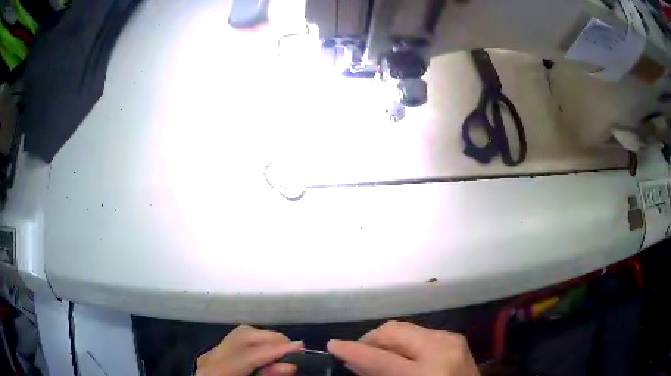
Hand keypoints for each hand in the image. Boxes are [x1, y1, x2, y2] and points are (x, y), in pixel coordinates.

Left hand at [196, 324, 302, 375]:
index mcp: (216, 371)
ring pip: (240, 334)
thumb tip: (290, 365)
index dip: (275, 350)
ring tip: (282, 349)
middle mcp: (210, 357)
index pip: (248, 354)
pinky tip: (266, 352)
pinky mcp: (215, 354)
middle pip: (243, 336)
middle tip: (294, 347)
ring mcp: (211, 353)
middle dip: (271, 339)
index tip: (300, 346)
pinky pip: (237, 340)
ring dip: (264, 339)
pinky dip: (255, 343)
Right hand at [327, 321, 479, 375]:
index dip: (352, 351)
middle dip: (369, 340)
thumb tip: (354, 362)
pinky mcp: (454, 337)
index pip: (380, 358)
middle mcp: (442, 347)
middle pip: (393, 331)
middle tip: (356, 354)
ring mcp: (451, 339)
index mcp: (428, 371)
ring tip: (375, 355)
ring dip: (384, 340)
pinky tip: (397, 355)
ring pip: (405, 328)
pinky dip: (402, 342)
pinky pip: (418, 333)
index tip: (332, 346)